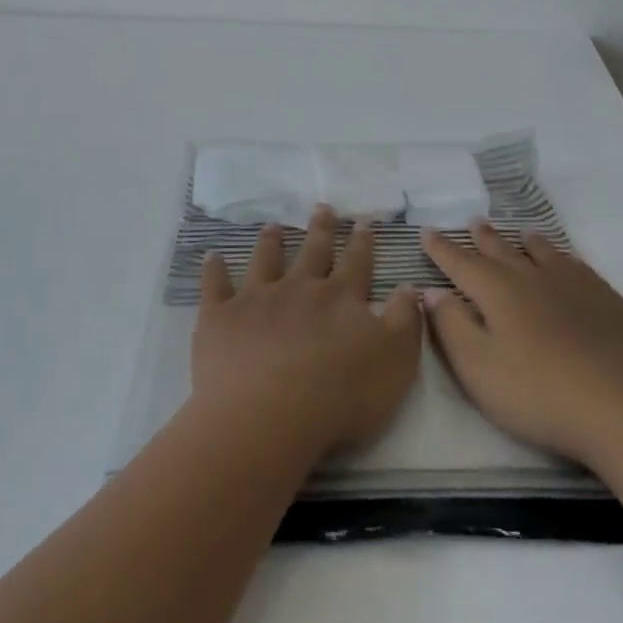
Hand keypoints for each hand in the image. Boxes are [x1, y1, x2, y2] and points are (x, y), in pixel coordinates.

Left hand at [192, 206, 421, 459]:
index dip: (362, 242)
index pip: (356, 263)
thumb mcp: (395, 361)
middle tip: (322, 207)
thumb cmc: (341, 395)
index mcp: (341, 298)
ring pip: (266, 261)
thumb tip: (409, 286)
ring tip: (272, 225)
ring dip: (271, 242)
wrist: (269, 415)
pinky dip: (214, 270)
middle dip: (321, 229)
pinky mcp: (221, 317)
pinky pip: (216, 286)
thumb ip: (405, 321)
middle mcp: (299, 288)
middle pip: (313, 252)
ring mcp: (257, 299)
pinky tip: (212, 256)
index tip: (363, 221)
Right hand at [421, 221, 622, 465]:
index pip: (460, 263)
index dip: (441, 249)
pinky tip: (568, 263)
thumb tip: (432, 291)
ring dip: (526, 242)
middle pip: (501, 250)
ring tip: (521, 233)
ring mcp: (573, 285)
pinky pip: (578, 267)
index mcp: (496, 291)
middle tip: (473, 222)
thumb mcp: (479, 368)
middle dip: (482, 238)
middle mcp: (531, 276)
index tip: (426, 232)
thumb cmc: (540, 392)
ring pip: (543, 253)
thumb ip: (452, 326)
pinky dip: (564, 258)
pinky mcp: (607, 300)